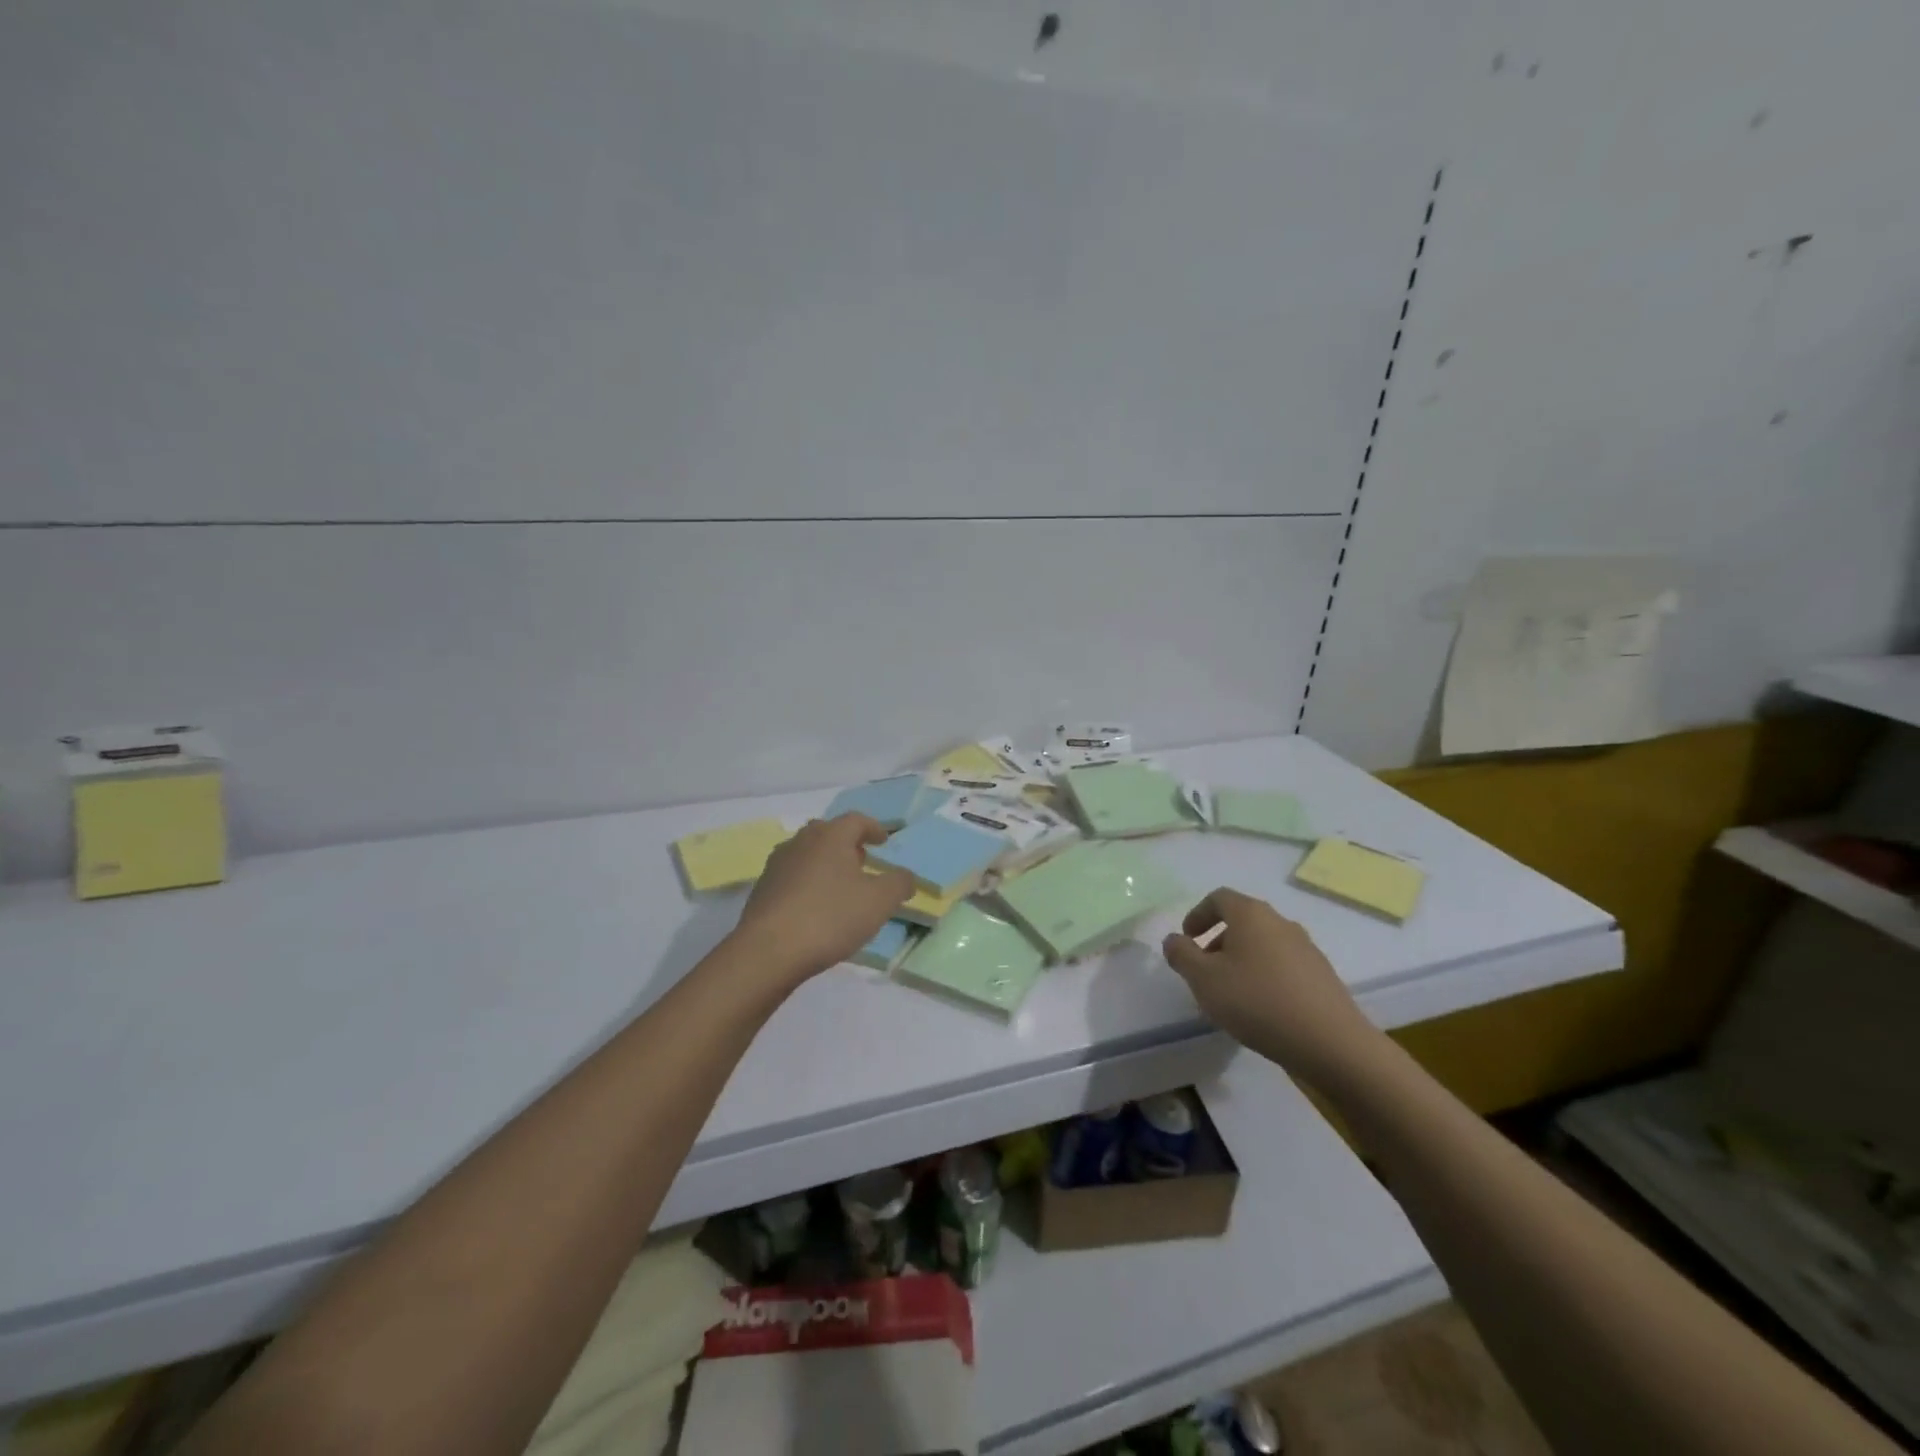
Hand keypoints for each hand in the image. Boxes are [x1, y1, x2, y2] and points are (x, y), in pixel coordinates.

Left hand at [734, 813, 914, 981]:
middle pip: (828, 832)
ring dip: (825, 863)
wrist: (769, 951)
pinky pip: (791, 876)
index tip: (884, 841)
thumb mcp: (879, 902)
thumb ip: (899, 884)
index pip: (856, 820)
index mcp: (831, 836)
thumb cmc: (830, 917)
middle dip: (847, 844)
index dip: (874, 828)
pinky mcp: (762, 889)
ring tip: (839, 886)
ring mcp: (777, 864)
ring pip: (807, 854)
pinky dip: (807, 883)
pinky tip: (814, 907)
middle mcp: (801, 841)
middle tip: (861, 861)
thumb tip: (906, 876)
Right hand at [1162, 888, 1381, 1086]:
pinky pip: (1283, 966)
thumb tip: (1174, 940)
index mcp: (1251, 915)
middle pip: (1242, 921)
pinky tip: (1260, 1009)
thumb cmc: (1257, 1002)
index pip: (1219, 898)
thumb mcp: (1204, 979)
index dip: (1198, 915)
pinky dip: (1264, 977)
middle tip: (1204, 971)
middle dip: (1217, 941)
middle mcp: (1281, 922)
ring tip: (1230, 994)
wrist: (1330, 1043)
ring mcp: (1306, 948)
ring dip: (1241, 960)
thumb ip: (1181, 955)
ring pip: (1263, 944)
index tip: (1187, 940)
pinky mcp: (1322, 975)